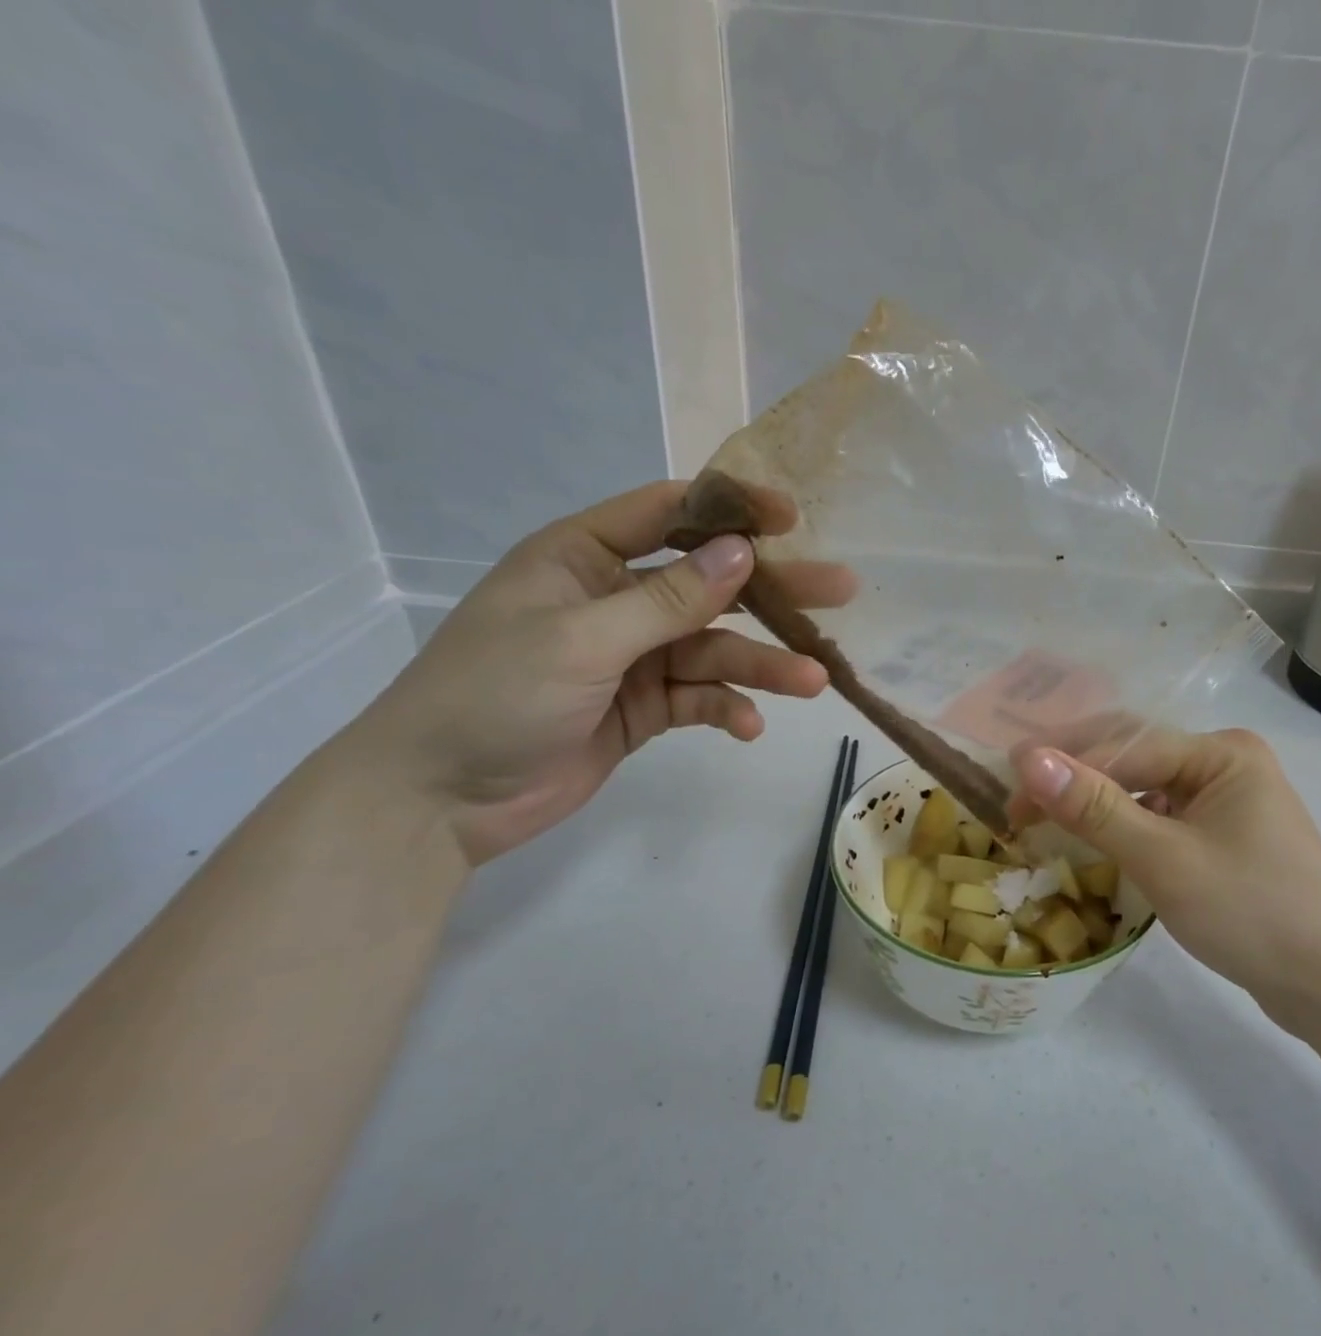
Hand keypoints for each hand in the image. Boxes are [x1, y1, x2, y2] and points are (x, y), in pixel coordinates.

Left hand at [348, 480, 855, 864]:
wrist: (440, 798)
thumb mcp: (582, 640)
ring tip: (813, 680)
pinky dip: (726, 709)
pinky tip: (749, 727)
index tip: (792, 518)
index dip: (730, 510)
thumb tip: (740, 552)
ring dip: (761, 666)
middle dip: (771, 591)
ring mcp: (633, 657)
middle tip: (839, 590)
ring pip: (713, 649)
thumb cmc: (493, 697)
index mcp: (583, 558)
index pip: (667, 514)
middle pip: (707, 585)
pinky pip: (699, 698)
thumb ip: (666, 601)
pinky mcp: (644, 708)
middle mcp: (615, 600)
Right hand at [1012, 727, 1320, 1016]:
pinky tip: (1093, 839)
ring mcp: (1225, 800)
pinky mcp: (1222, 836)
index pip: (1125, 745)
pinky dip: (1122, 826)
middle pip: (1133, 757)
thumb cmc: (1251, 912)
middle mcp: (1224, 764)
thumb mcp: (1164, 859)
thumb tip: (1029, 760)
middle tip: (1019, 805)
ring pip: (1143, 789)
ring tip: (1043, 819)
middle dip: (1075, 777)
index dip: (1063, 766)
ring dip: (1094, 802)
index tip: (1008, 794)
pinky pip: (1159, 817)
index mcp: (1221, 752)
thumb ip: (1095, 808)